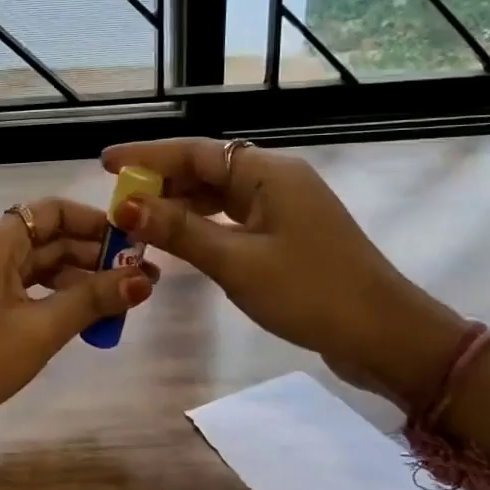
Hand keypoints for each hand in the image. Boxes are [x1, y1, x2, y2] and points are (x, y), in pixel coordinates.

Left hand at [0, 198, 155, 441]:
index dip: (96, 222)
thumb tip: (143, 279)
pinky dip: (53, 296)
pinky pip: (22, 286)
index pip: (54, 211)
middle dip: (95, 255)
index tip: (134, 243)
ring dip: (77, 279)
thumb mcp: (40, 330)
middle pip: (48, 237)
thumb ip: (92, 300)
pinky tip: (81, 317)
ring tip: (121, 302)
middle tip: (141, 278)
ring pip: (38, 265)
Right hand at [100, 138, 463, 405]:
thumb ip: (180, 232)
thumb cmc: (310, 293)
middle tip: (117, 206)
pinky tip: (179, 243)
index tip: (106, 164)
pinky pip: (234, 220)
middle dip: (161, 185)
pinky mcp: (289, 235)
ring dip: (180, 209)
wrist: (384, 336)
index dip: (147, 157)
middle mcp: (276, 180)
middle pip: (207, 171)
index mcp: (268, 173)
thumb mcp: (237, 263)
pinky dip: (204, 228)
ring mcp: (285, 208)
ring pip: (220, 197)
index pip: (196, 152)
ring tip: (138, 226)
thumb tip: (125, 207)